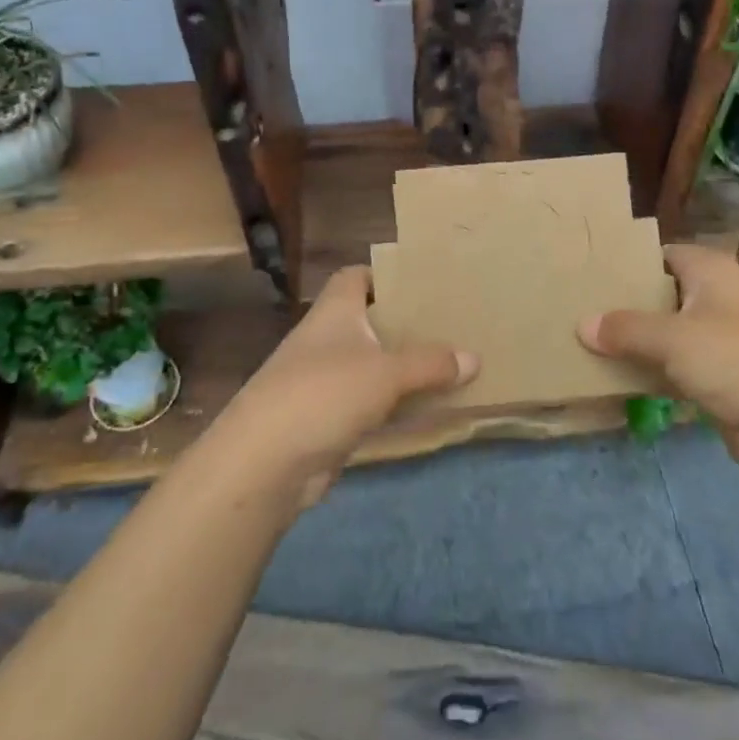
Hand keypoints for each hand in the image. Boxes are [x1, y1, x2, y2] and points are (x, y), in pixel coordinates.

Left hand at [216, 267, 475, 506]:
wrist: (264, 464)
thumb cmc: (324, 394)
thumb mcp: (386, 373)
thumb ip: (431, 364)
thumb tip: (474, 358)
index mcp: (334, 312)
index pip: (355, 277)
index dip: (384, 275)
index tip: (422, 282)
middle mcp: (326, 340)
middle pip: (369, 322)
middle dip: (405, 324)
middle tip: (450, 324)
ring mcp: (323, 381)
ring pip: (371, 365)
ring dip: (402, 368)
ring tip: (449, 364)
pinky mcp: (326, 420)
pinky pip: (369, 403)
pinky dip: (393, 405)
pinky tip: (425, 408)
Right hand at [580, 245, 738, 473]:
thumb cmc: (734, 359)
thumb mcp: (671, 338)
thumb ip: (624, 329)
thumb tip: (582, 324)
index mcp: (711, 271)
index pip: (663, 254)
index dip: (629, 262)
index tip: (591, 274)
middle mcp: (718, 297)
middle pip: (663, 294)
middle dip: (627, 305)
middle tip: (581, 310)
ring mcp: (723, 338)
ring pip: (670, 333)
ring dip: (638, 342)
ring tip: (590, 344)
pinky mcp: (724, 376)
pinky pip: (679, 366)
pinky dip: (654, 372)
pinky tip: (620, 379)